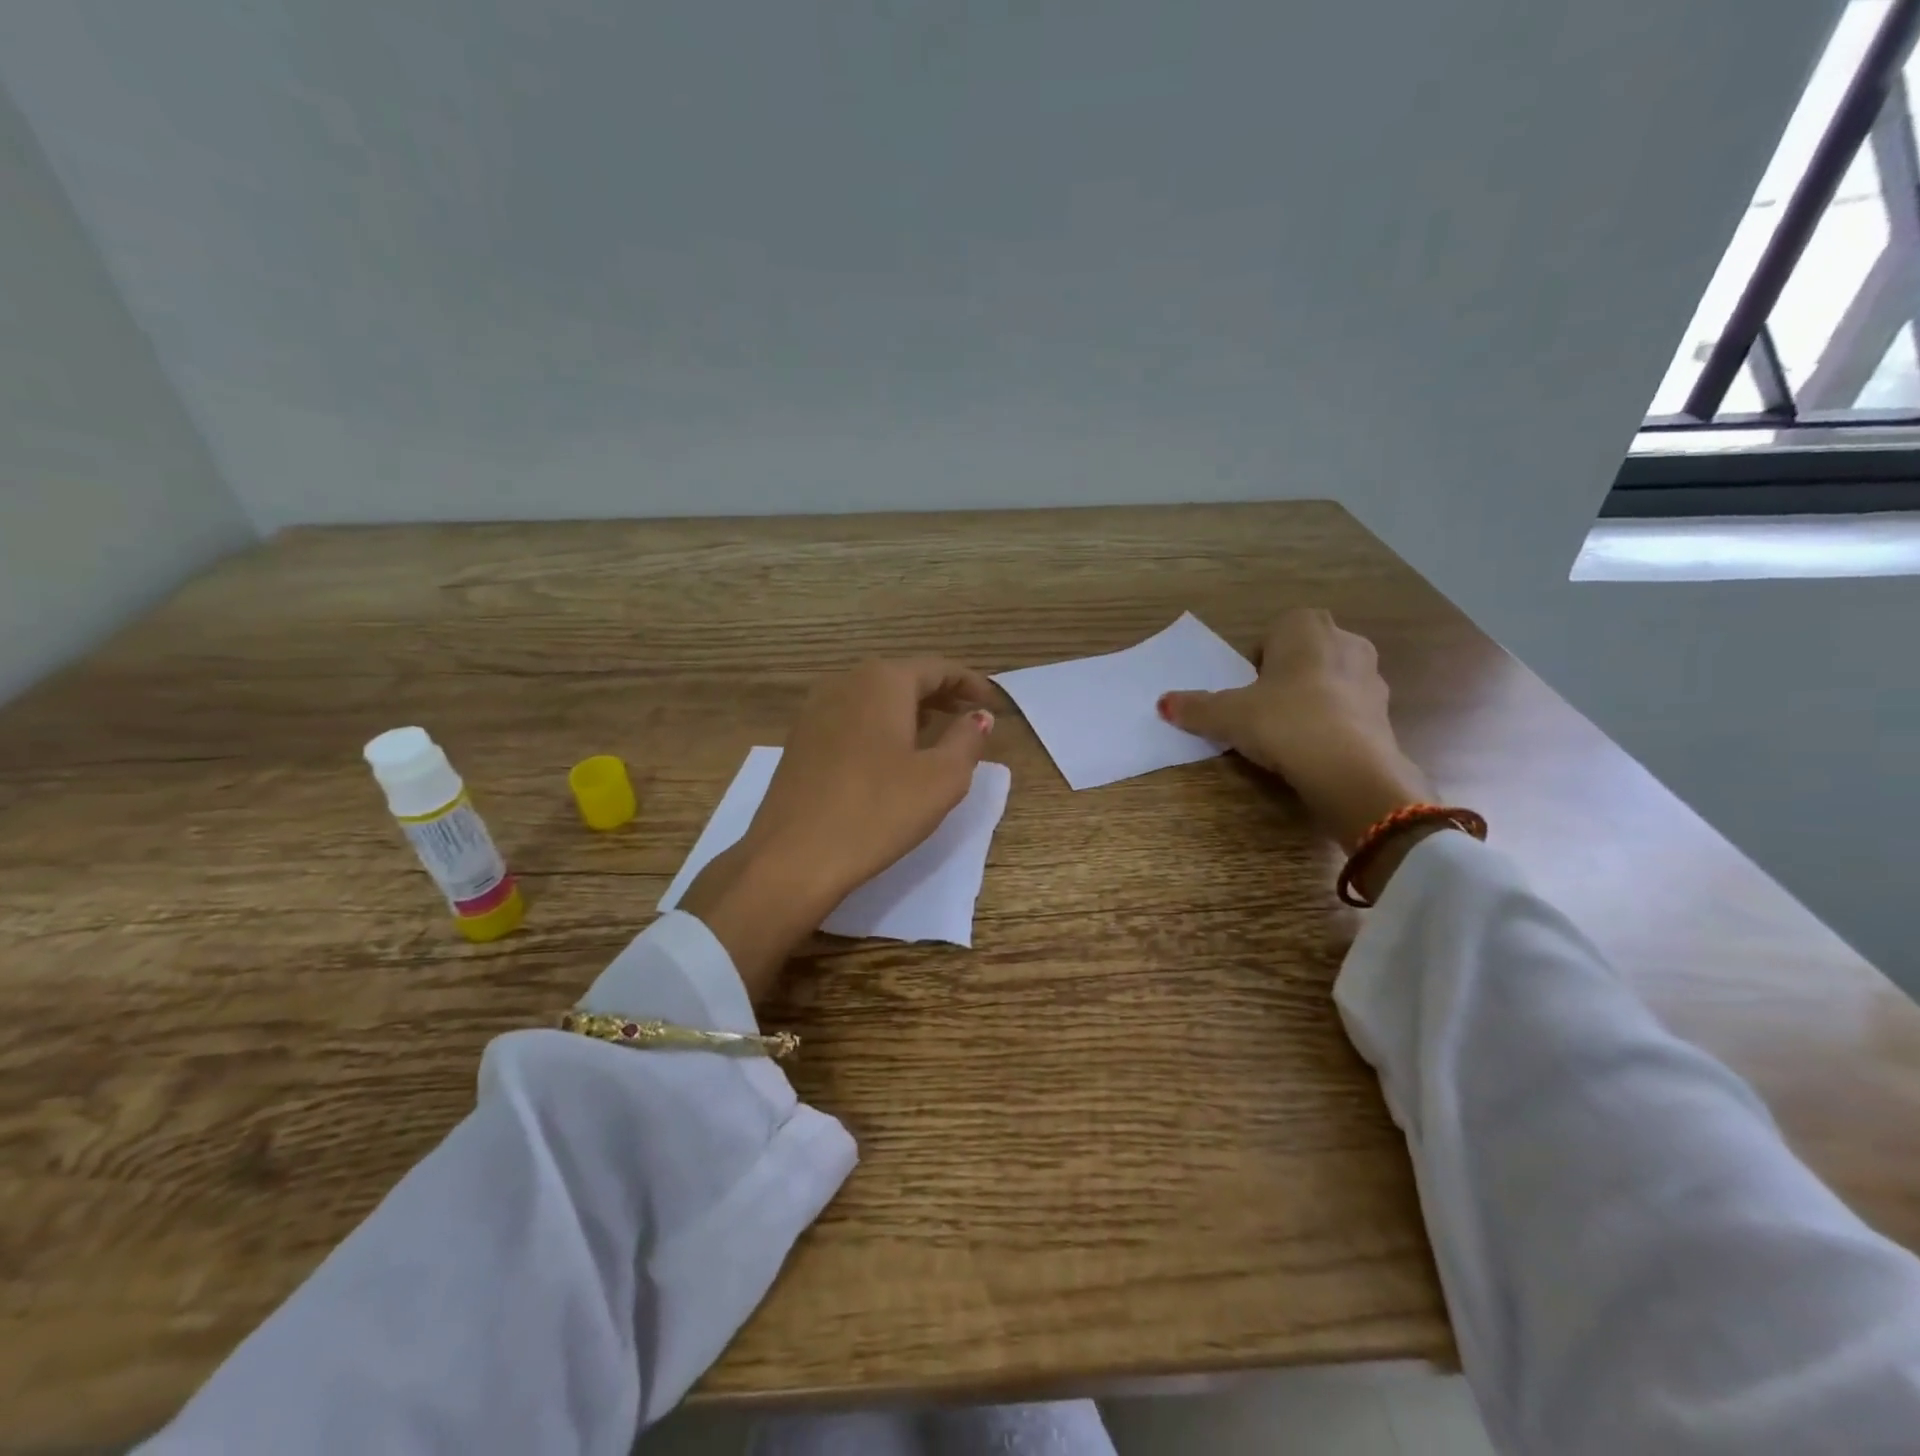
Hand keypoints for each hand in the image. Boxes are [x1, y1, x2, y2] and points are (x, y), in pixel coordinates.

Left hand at [680, 658, 996, 1000]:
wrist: (793, 857)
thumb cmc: (877, 812)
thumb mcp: (941, 779)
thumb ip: (967, 740)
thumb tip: (978, 717)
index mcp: (883, 681)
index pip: (937, 668)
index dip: (970, 682)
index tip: (993, 701)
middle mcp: (846, 682)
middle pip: (903, 677)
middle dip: (940, 693)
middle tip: (969, 715)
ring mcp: (816, 710)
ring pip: (875, 697)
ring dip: (909, 709)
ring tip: (935, 732)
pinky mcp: (800, 739)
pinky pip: (852, 718)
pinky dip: (880, 725)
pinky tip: (890, 753)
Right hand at [1159, 610, 1432, 857]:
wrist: (1350, 769)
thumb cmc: (1284, 721)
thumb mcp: (1228, 716)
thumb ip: (1196, 707)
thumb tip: (1163, 703)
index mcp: (1305, 628)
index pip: (1276, 631)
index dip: (1258, 659)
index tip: (1247, 688)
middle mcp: (1345, 641)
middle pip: (1306, 653)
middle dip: (1287, 675)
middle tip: (1264, 708)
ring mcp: (1372, 677)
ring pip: (1332, 680)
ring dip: (1313, 698)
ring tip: (1290, 733)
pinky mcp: (1386, 713)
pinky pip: (1350, 710)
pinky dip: (1334, 723)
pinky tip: (1315, 750)